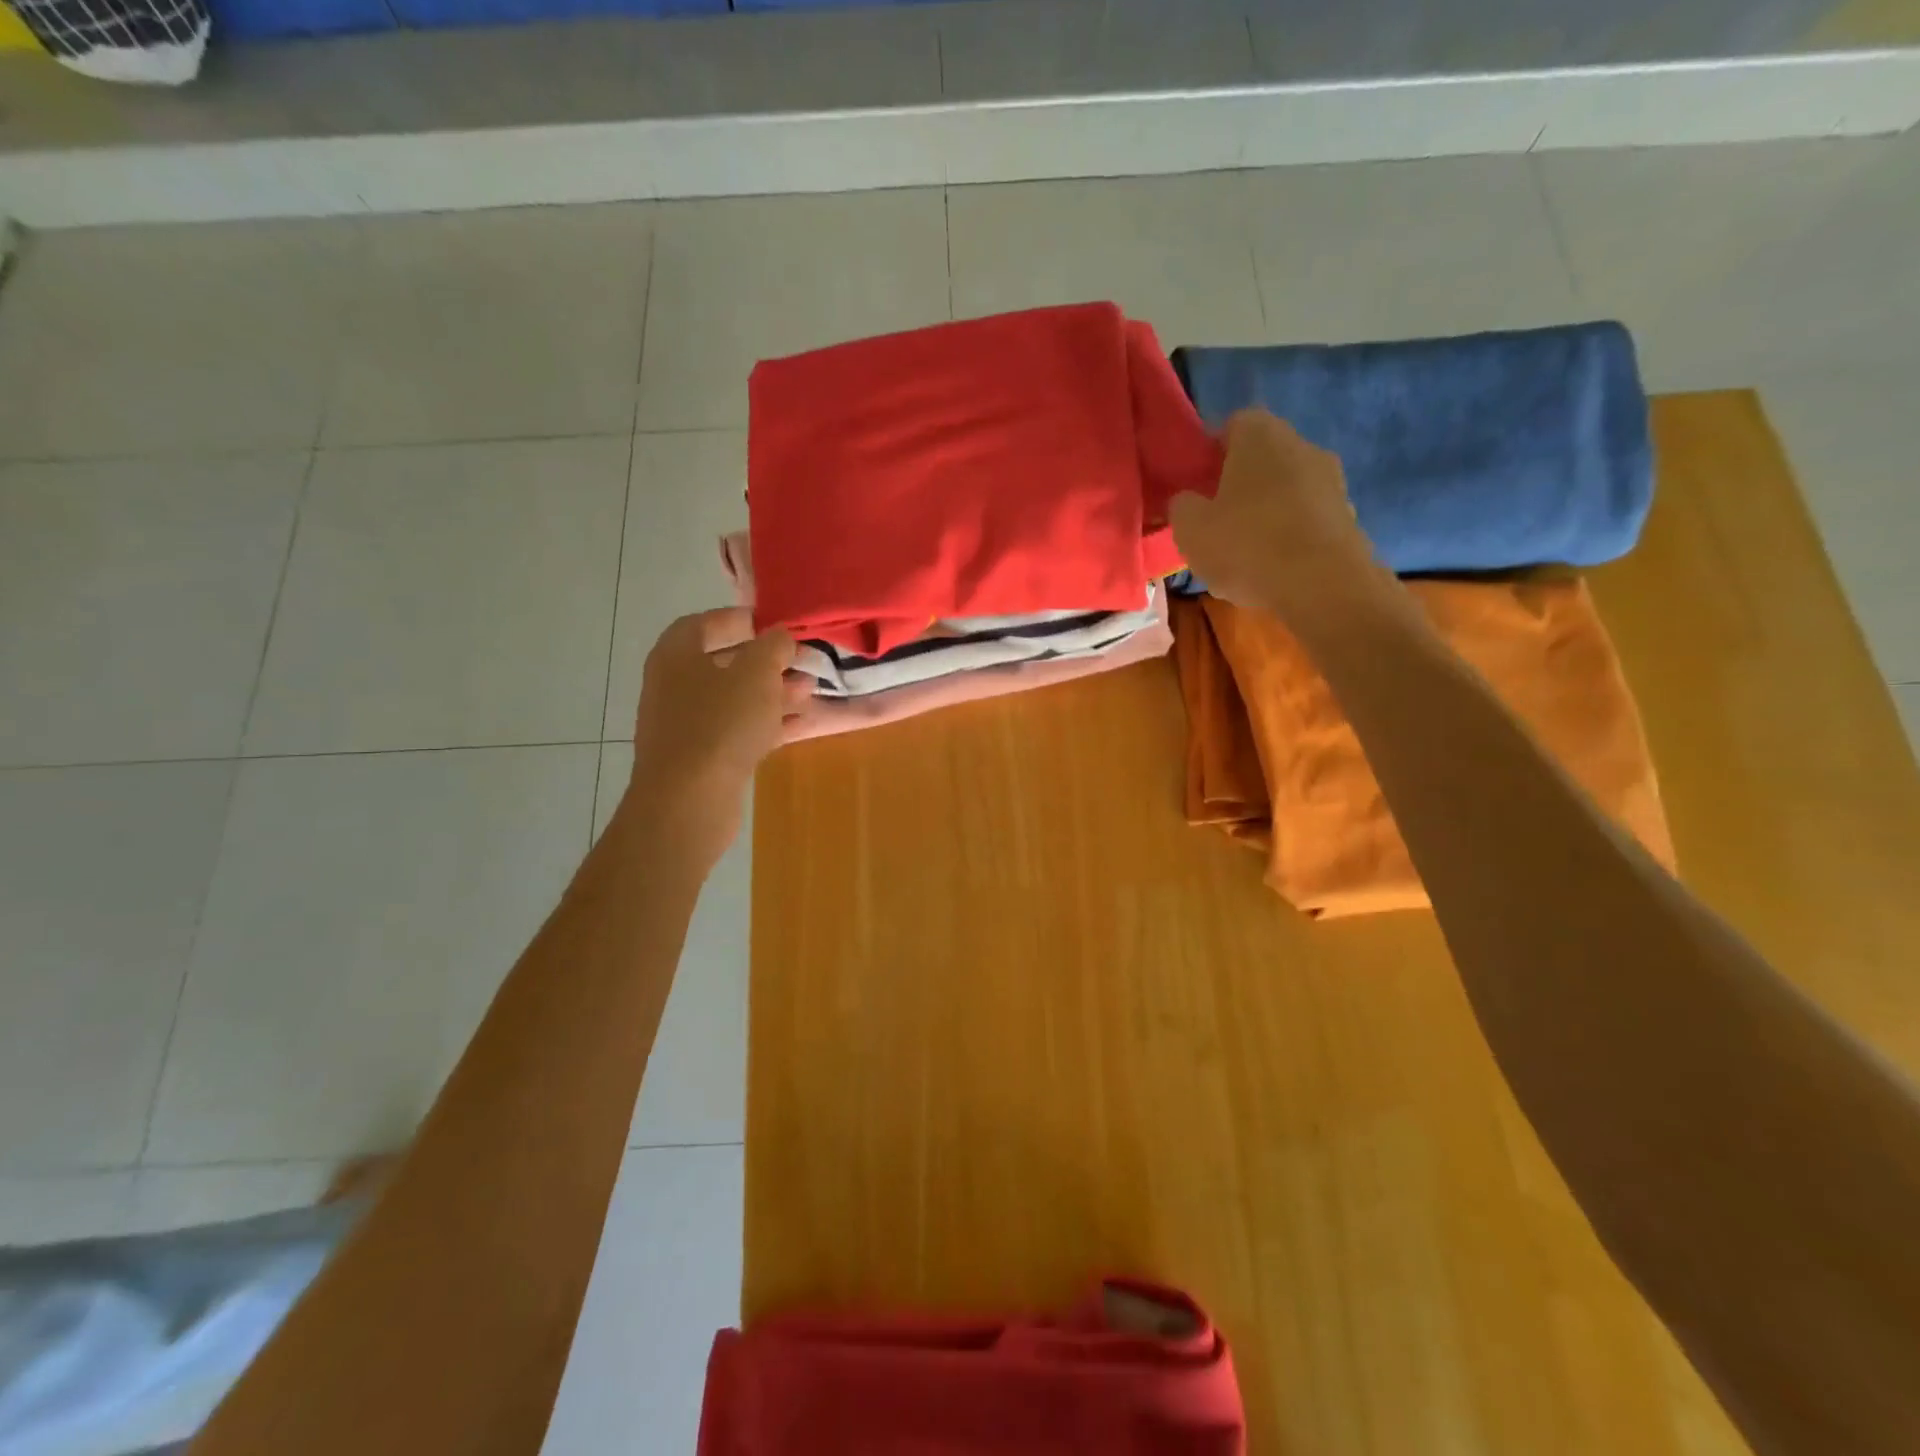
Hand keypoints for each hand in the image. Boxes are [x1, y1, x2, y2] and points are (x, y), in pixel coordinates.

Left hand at [628, 607, 807, 869]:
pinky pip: (737, 730)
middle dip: (766, 661)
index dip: (741, 620)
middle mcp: (674, 685)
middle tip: (802, 661)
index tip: (776, 625)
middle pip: (724, 662)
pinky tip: (798, 724)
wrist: (689, 800)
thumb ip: (773, 646)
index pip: (705, 623)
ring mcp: (685, 724)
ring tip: (809, 691)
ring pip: (734, 699)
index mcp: (676, 654)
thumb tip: (780, 636)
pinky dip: (765, 723)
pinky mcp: (701, 758)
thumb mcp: (757, 673)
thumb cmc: (720, 723)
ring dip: (771, 693)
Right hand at [1169, 409, 1384, 629]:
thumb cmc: (1247, 545)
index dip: (1210, 452)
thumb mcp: (1189, 528)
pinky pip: (1306, 520)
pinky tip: (1273, 569)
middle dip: (1238, 485)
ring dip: (1265, 513)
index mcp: (1261, 435)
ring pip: (1285, 491)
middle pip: (1262, 458)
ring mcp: (1332, 481)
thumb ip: (1181, 505)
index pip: (1232, 425)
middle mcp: (1302, 446)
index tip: (1196, 484)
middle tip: (1215, 520)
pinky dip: (1289, 537)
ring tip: (1243, 553)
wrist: (1323, 586)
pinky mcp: (1348, 518)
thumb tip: (1188, 500)